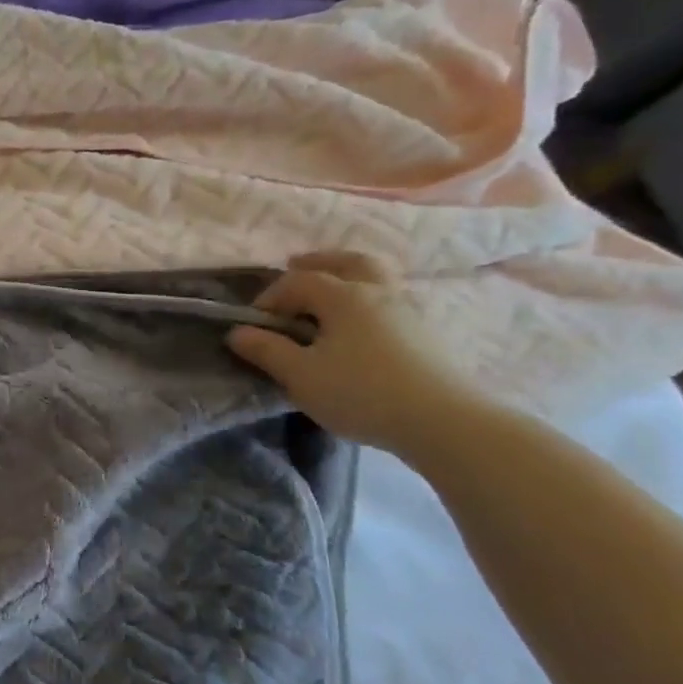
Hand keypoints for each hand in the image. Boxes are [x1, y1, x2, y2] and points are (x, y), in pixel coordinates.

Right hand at [226, 252, 487, 454]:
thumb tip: (237, 332)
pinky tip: (364, 322)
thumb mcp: (301, 376)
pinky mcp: (428, 332)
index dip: (270, 296)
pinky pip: (392, 299)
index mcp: (343, 296)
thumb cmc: (361, 393)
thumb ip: (267, 350)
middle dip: (318, 262)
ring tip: (332, 291)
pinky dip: (371, 298)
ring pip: (377, 277)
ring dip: (349, 276)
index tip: (254, 323)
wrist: (444, 422)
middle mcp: (378, 291)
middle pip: (348, 261)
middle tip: (296, 267)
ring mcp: (409, 309)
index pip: (298, 281)